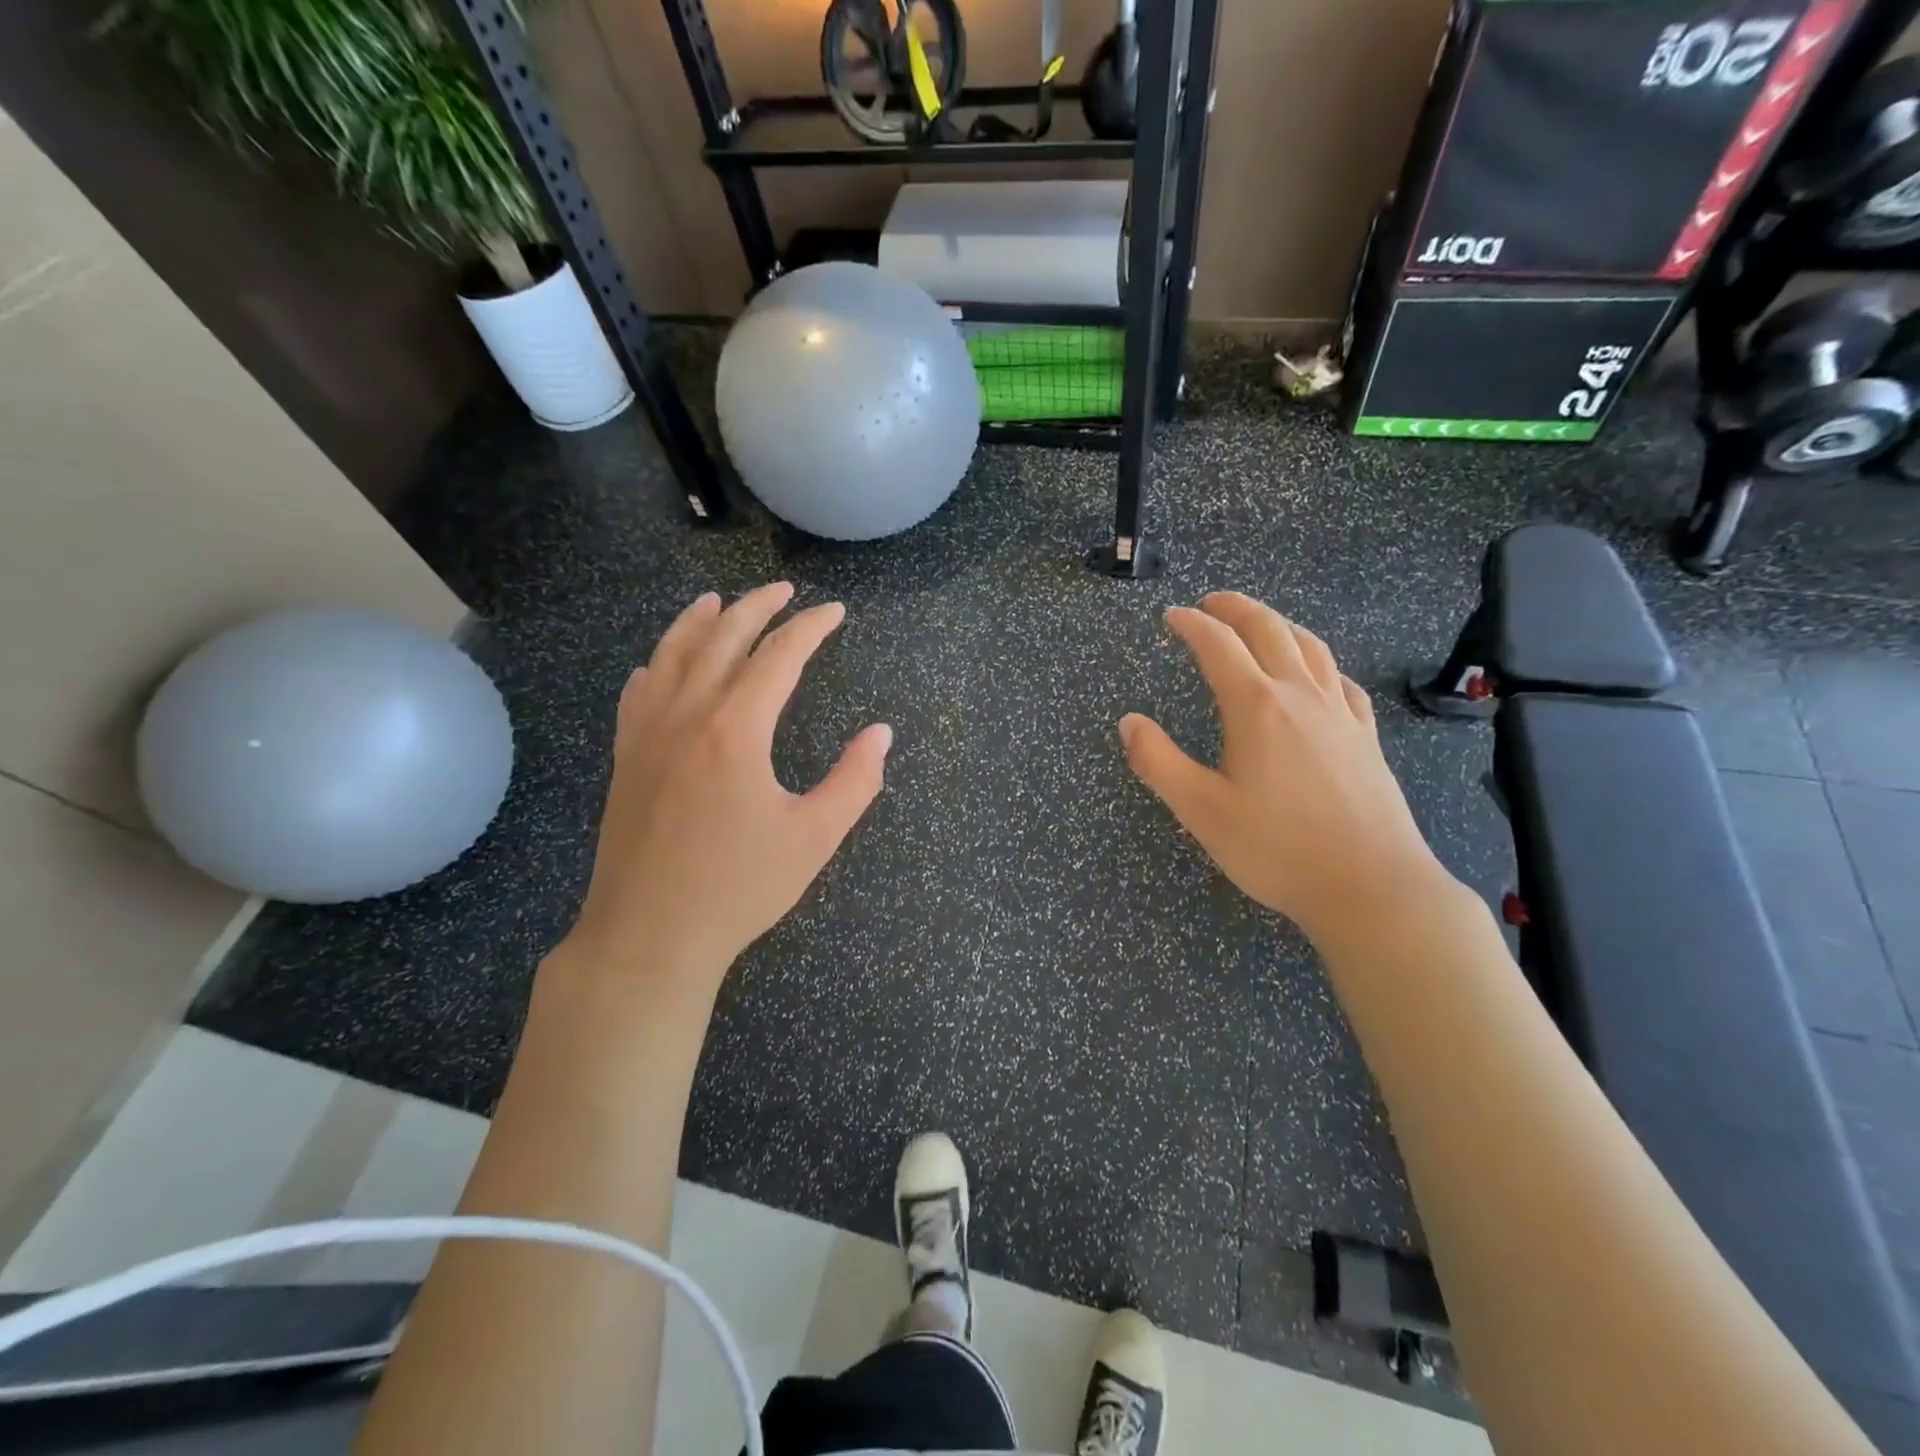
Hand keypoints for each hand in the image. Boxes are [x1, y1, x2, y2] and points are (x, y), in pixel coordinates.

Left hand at [564, 583, 890, 1004]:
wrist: (649, 934)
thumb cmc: (739, 887)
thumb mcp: (814, 838)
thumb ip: (854, 780)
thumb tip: (881, 733)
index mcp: (736, 729)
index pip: (778, 656)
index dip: (810, 627)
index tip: (833, 611)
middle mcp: (687, 715)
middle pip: (721, 639)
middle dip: (757, 608)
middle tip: (784, 591)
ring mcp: (647, 733)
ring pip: (671, 655)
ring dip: (698, 621)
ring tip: (717, 600)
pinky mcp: (625, 757)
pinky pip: (638, 691)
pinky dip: (656, 662)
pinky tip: (661, 661)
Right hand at [1119, 592, 1454, 947]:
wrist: (1370, 886)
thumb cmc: (1276, 849)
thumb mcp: (1201, 810)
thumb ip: (1158, 762)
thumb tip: (1128, 722)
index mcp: (1256, 706)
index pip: (1218, 646)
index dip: (1192, 624)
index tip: (1171, 616)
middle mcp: (1300, 696)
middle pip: (1269, 630)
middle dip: (1236, 608)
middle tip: (1211, 602)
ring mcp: (1340, 714)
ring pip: (1310, 647)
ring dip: (1280, 624)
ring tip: (1260, 623)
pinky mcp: (1365, 737)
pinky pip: (1342, 682)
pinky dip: (1320, 663)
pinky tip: (1318, 674)